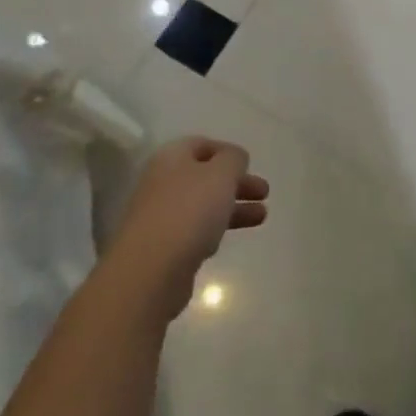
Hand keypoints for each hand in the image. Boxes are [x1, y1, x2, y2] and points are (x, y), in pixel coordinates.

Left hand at [111, 137, 268, 316]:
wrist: (150, 270)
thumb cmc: (189, 211)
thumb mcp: (221, 174)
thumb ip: (233, 159)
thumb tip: (234, 158)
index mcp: (171, 157)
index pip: (201, 144)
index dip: (228, 151)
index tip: (251, 164)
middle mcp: (162, 182)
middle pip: (204, 176)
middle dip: (236, 182)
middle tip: (265, 193)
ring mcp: (160, 215)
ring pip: (203, 204)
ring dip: (233, 207)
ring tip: (262, 216)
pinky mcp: (163, 247)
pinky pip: (194, 230)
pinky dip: (215, 229)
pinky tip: (227, 238)